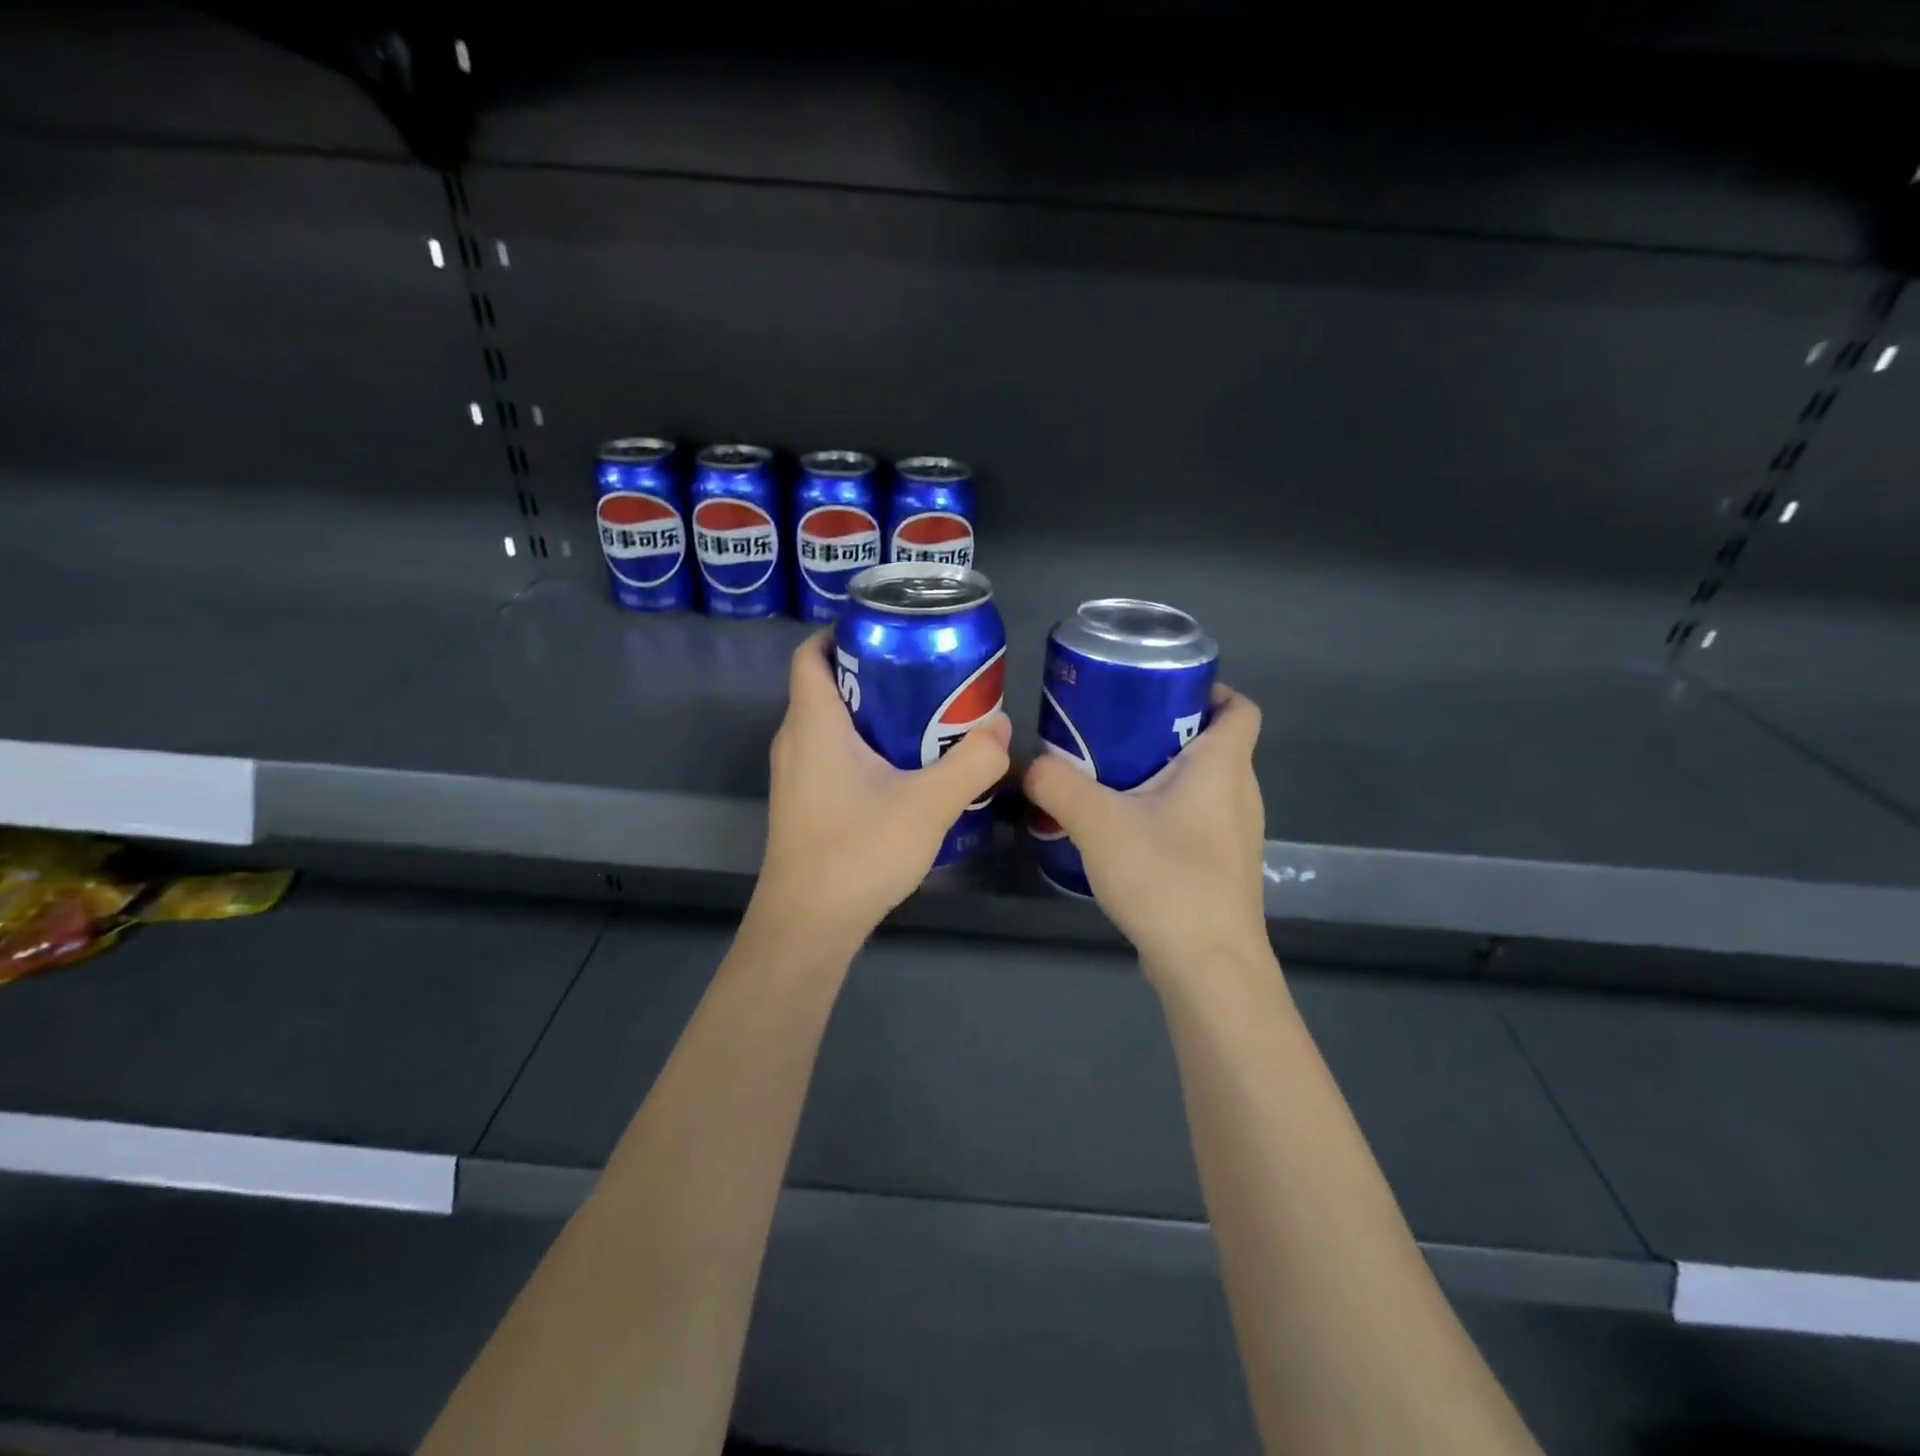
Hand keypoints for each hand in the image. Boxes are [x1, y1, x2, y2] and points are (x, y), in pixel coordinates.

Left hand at [754, 631, 1011, 943]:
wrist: (807, 926)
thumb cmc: (858, 852)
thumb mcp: (929, 804)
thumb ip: (972, 763)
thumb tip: (1002, 728)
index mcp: (814, 724)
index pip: (812, 654)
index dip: (843, 632)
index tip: (891, 631)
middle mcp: (795, 742)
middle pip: (826, 685)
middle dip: (873, 672)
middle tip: (925, 673)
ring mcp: (795, 777)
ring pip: (830, 724)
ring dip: (871, 714)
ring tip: (924, 716)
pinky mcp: (803, 805)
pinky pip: (830, 756)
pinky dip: (863, 747)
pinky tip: (904, 770)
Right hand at [1023, 685, 1266, 984]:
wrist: (1208, 967)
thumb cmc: (1166, 879)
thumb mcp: (1097, 823)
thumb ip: (1056, 784)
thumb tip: (1028, 764)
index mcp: (1223, 767)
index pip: (1241, 708)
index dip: (1211, 689)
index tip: (1159, 692)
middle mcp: (1240, 794)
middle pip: (1215, 743)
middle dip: (1167, 729)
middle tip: (1115, 730)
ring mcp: (1235, 835)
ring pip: (1203, 785)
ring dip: (1163, 773)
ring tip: (1110, 777)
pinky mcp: (1221, 867)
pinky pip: (1196, 820)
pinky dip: (1165, 811)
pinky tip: (1124, 831)